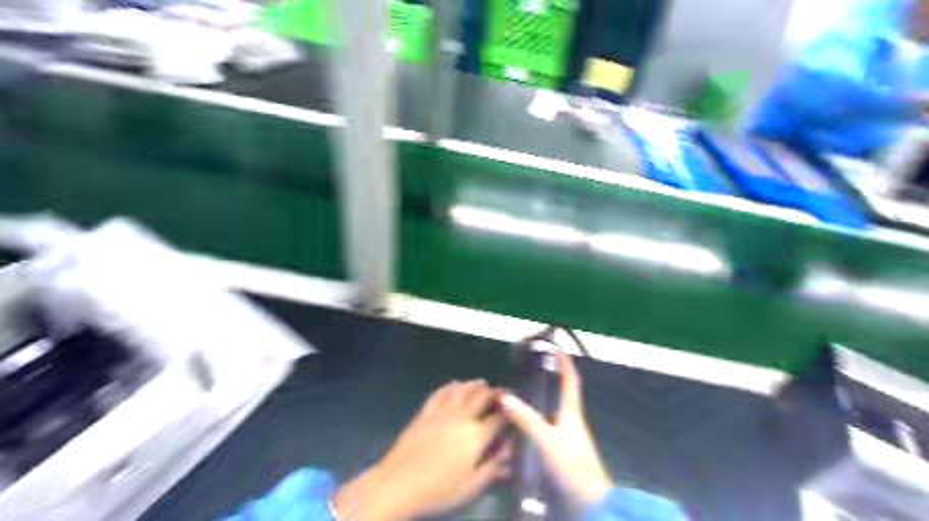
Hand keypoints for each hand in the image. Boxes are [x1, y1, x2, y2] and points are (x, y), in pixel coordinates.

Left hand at [332, 380, 506, 520]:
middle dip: (495, 392)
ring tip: (483, 383)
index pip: (499, 417)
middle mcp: (462, 417)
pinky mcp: (426, 411)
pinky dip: (451, 386)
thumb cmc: (439, 489)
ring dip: (475, 385)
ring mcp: (442, 411)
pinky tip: (455, 385)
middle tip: (502, 392)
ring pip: (462, 389)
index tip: (515, 408)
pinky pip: (441, 392)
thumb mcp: (472, 485)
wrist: (399, 482)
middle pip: (482, 396)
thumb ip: (493, 466)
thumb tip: (508, 449)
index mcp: (476, 435)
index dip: (510, 410)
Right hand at [498, 352, 614, 507]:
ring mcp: (569, 435)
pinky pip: (549, 424)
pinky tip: (525, 422)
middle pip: (563, 392)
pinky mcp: (564, 449)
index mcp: (572, 412)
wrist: (590, 501)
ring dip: (543, 397)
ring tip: (523, 391)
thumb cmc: (573, 465)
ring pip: (555, 409)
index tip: (557, 348)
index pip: (571, 380)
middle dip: (552, 377)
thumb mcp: (547, 440)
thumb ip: (527, 420)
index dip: (565, 363)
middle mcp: (572, 420)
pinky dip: (539, 417)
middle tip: (532, 367)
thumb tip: (505, 397)